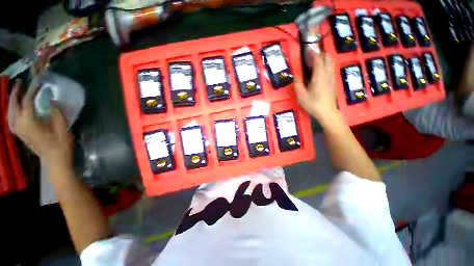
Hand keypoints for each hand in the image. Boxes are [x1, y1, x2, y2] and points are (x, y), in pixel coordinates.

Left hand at [8, 80, 72, 165]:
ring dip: (12, 101)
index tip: (39, 82)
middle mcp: (19, 124)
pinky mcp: (19, 133)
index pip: (27, 101)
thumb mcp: (61, 127)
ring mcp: (17, 129)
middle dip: (16, 92)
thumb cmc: (60, 144)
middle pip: (14, 104)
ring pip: (10, 111)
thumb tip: (51, 101)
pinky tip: (15, 108)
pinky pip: (11, 118)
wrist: (54, 160)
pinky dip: (12, 110)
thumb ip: (55, 112)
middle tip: (20, 82)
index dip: (33, 90)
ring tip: (16, 92)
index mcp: (29, 122)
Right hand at [294, 52, 337, 121]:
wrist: (327, 112)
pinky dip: (325, 65)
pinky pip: (330, 68)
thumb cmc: (312, 104)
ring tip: (313, 64)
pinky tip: (317, 72)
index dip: (312, 53)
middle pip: (327, 57)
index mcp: (319, 75)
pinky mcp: (333, 81)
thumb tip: (297, 75)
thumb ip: (298, 83)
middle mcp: (327, 73)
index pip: (318, 59)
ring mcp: (332, 77)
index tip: (307, 50)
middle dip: (319, 54)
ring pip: (330, 62)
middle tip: (310, 58)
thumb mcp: (301, 95)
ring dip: (323, 59)